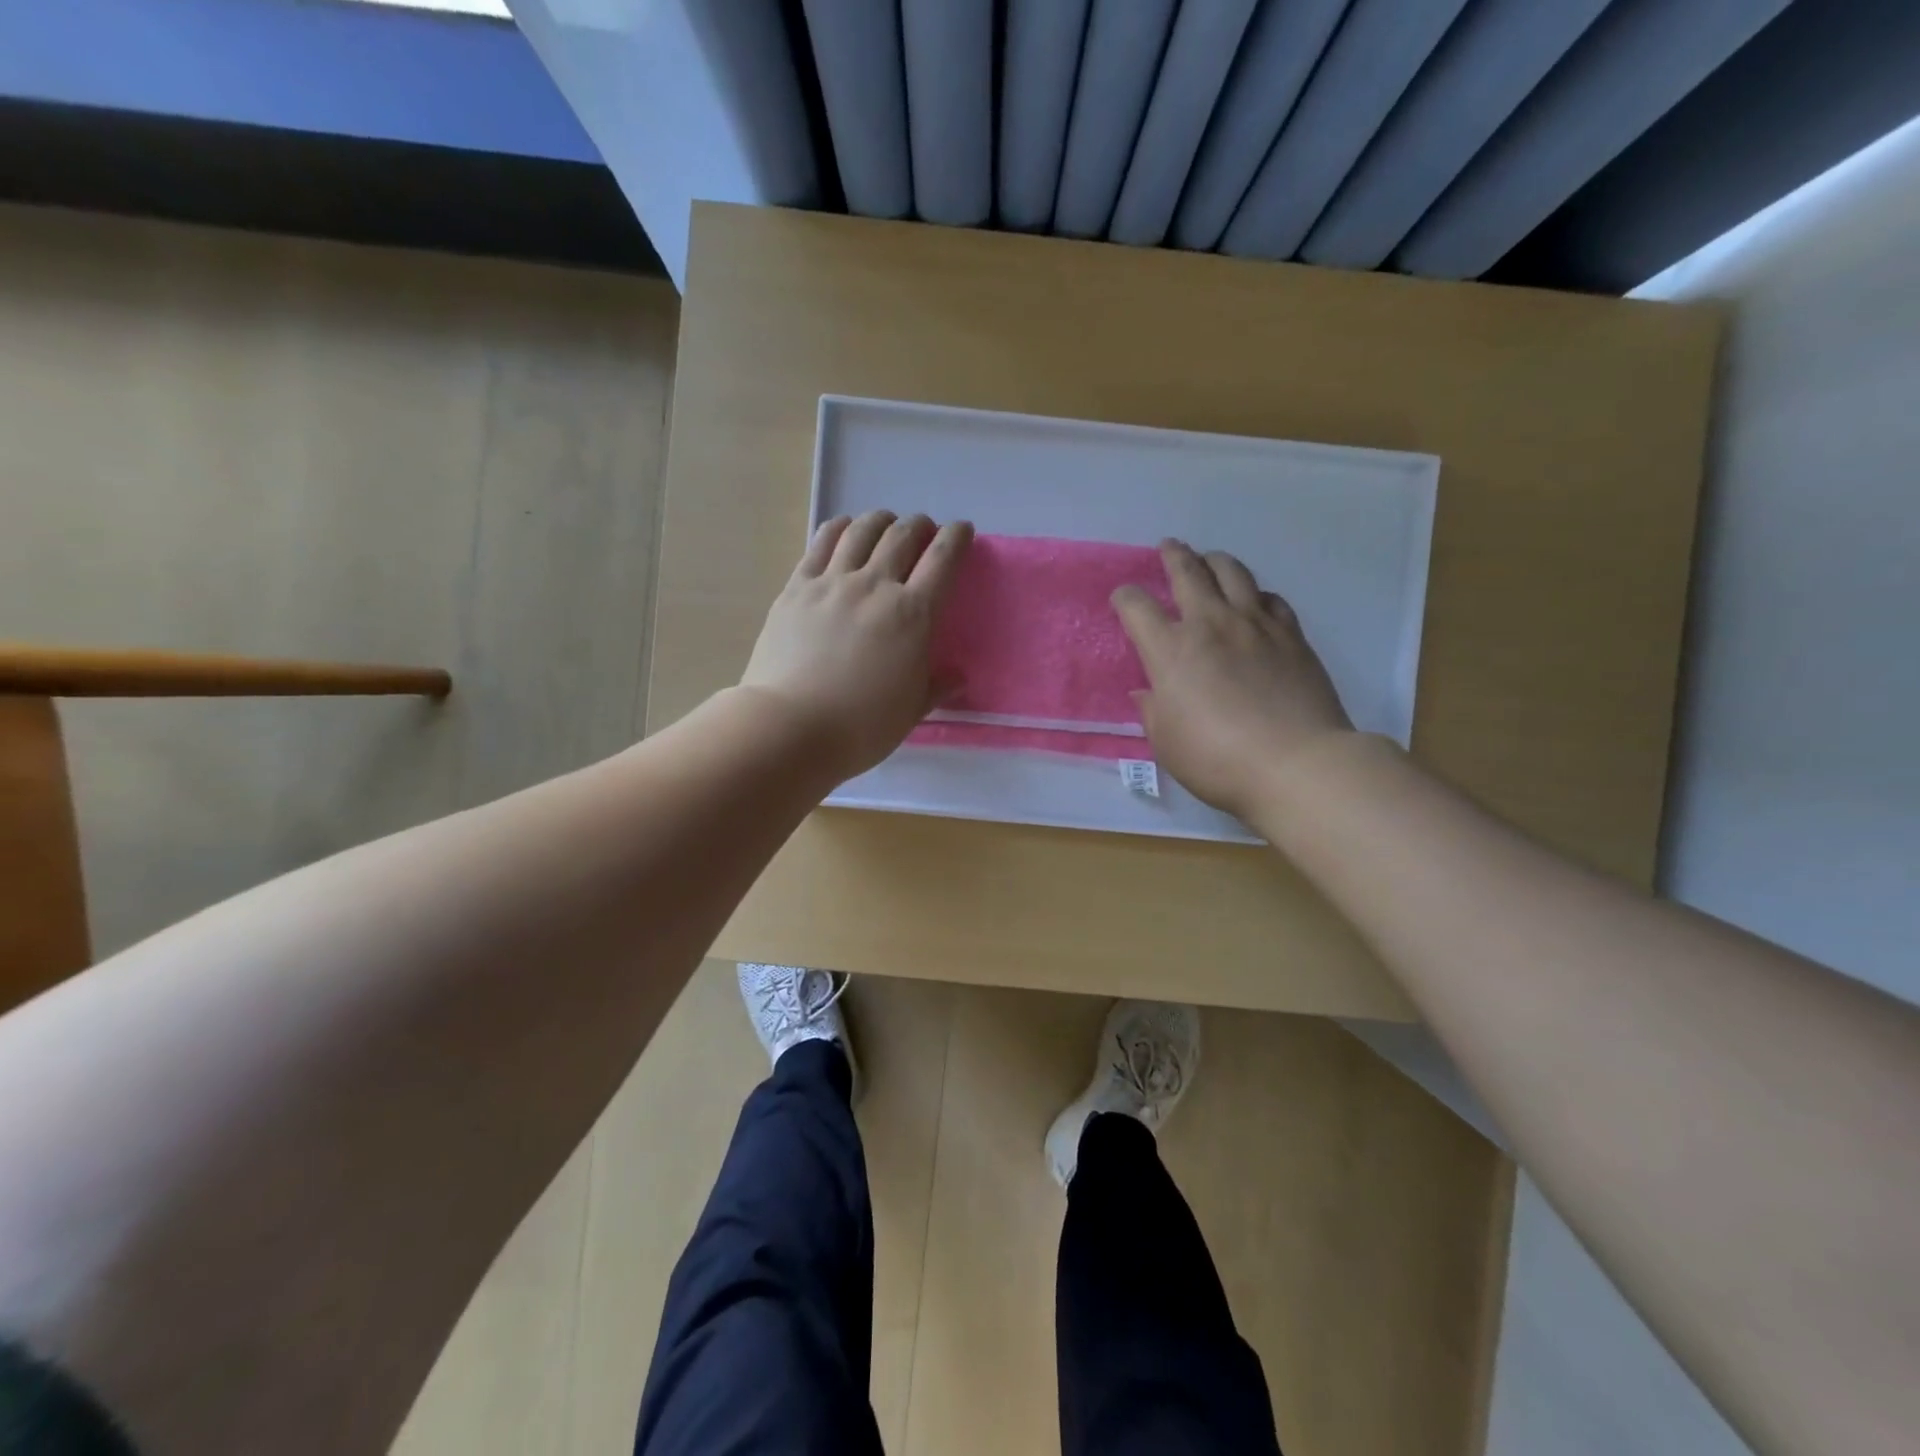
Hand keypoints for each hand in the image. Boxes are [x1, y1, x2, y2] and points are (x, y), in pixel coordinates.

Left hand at [741, 511, 973, 780]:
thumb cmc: (861, 726)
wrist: (791, 726)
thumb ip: (937, 687)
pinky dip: (840, 528)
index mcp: (913, 615)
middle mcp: (875, 585)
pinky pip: (821, 542)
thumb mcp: (911, 711)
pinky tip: (844, 529)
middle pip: (903, 536)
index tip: (962, 530)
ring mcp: (832, 582)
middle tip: (924, 531)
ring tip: (886, 524)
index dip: (957, 537)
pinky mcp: (797, 587)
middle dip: (920, 526)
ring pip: (862, 530)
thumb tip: (957, 677)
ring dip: (881, 520)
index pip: (943, 560)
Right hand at [1113, 540, 1352, 820]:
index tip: (1123, 599)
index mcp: (1171, 650)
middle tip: (1168, 547)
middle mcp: (1210, 624)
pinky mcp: (1291, 635)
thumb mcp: (1166, 743)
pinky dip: (1256, 594)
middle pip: (1188, 572)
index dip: (1125, 597)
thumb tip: (1148, 692)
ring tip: (1210, 560)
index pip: (1137, 607)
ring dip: (1215, 561)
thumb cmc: (1216, 759)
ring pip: (1233, 572)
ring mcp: (1255, 624)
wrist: (1295, 763)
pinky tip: (1255, 601)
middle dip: (1173, 555)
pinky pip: (1270, 598)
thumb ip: (1153, 710)